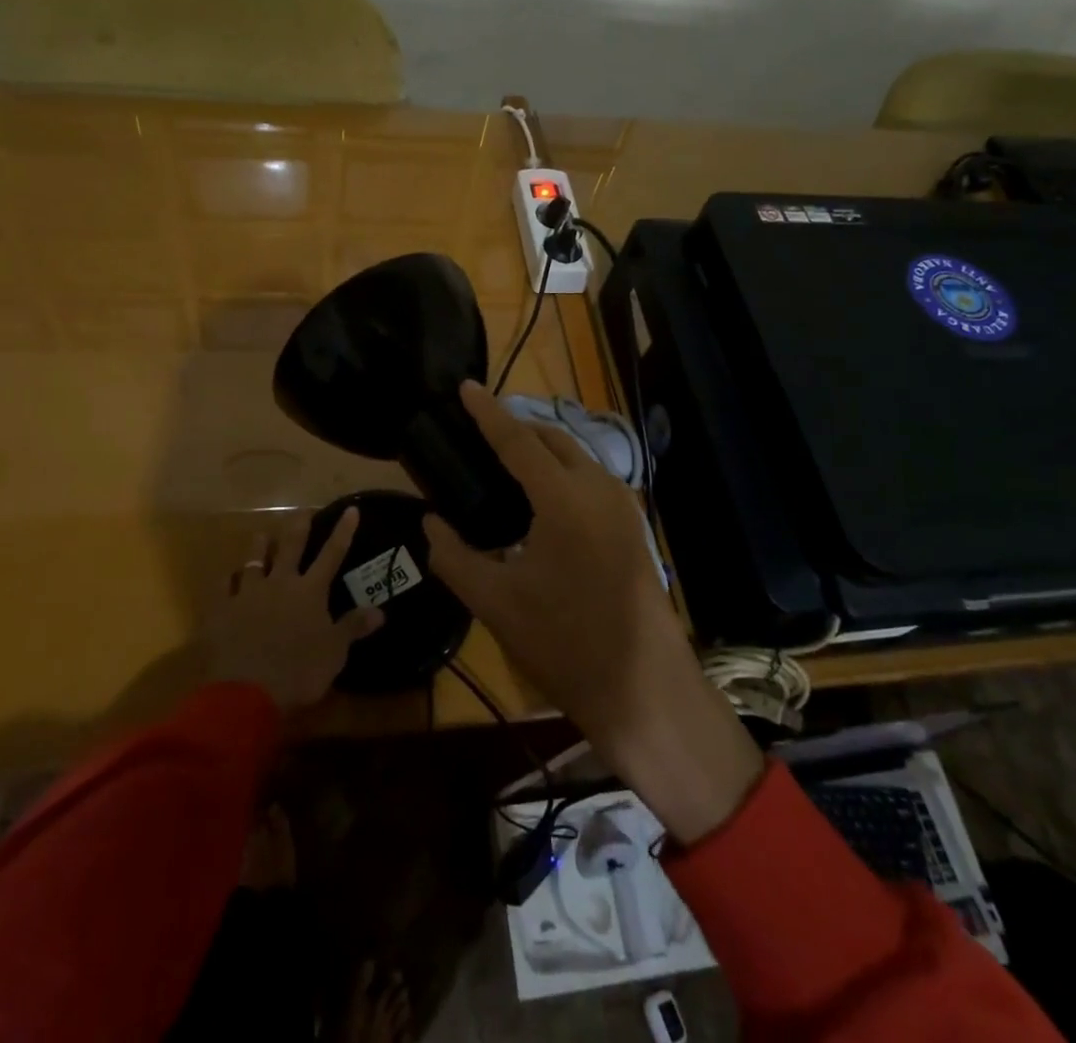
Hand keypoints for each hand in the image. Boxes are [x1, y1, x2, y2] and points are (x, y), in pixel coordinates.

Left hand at [202, 507, 383, 711]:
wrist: (245, 692)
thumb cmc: (298, 671)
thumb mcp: (334, 652)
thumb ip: (353, 627)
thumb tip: (380, 611)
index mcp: (310, 591)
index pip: (332, 554)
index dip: (343, 531)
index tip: (350, 509)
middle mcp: (280, 583)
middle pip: (291, 546)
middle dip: (299, 526)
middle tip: (303, 511)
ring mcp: (247, 594)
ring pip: (254, 559)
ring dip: (260, 546)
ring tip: (262, 535)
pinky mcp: (221, 610)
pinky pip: (223, 586)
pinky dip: (228, 579)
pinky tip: (228, 576)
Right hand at [424, 383, 762, 844]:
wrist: (644, 689)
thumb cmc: (564, 644)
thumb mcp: (495, 602)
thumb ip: (453, 556)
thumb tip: (430, 524)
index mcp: (563, 499)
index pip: (516, 440)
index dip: (487, 412)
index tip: (465, 386)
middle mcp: (598, 488)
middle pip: (552, 438)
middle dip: (516, 425)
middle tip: (479, 430)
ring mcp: (623, 505)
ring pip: (576, 455)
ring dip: (542, 448)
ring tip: (504, 459)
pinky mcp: (633, 525)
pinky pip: (591, 478)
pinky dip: (562, 470)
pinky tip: (541, 496)